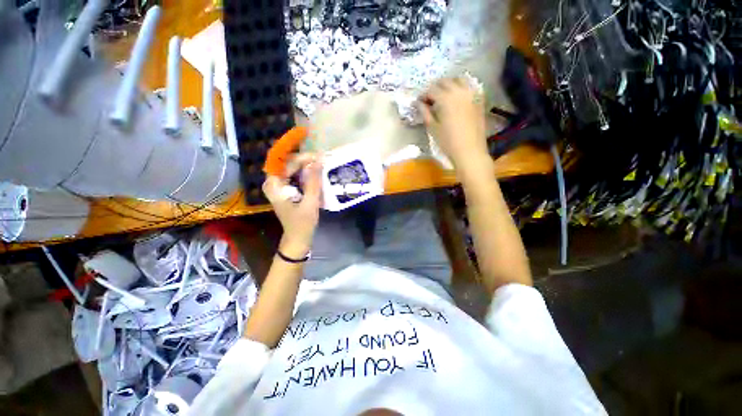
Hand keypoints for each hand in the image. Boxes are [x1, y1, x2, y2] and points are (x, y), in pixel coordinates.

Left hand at [262, 153, 322, 257]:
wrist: (297, 238)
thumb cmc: (302, 223)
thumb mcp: (310, 202)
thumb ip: (314, 180)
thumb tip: (319, 159)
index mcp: (274, 185)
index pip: (286, 162)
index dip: (301, 155)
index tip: (318, 154)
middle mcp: (273, 182)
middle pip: (288, 162)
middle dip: (306, 159)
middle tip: (323, 160)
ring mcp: (279, 185)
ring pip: (292, 167)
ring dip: (307, 165)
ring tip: (322, 164)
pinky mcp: (286, 189)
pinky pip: (295, 175)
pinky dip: (306, 172)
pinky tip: (316, 173)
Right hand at [418, 78, 489, 175]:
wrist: (470, 151)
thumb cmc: (448, 142)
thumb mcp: (433, 128)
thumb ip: (425, 113)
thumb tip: (418, 103)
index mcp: (446, 98)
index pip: (431, 90)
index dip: (423, 95)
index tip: (418, 102)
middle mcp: (459, 91)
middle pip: (444, 82)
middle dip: (435, 88)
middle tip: (429, 100)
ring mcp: (472, 94)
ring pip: (458, 80)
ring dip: (449, 85)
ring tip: (443, 96)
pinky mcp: (479, 100)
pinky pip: (469, 87)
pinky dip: (461, 88)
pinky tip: (456, 98)